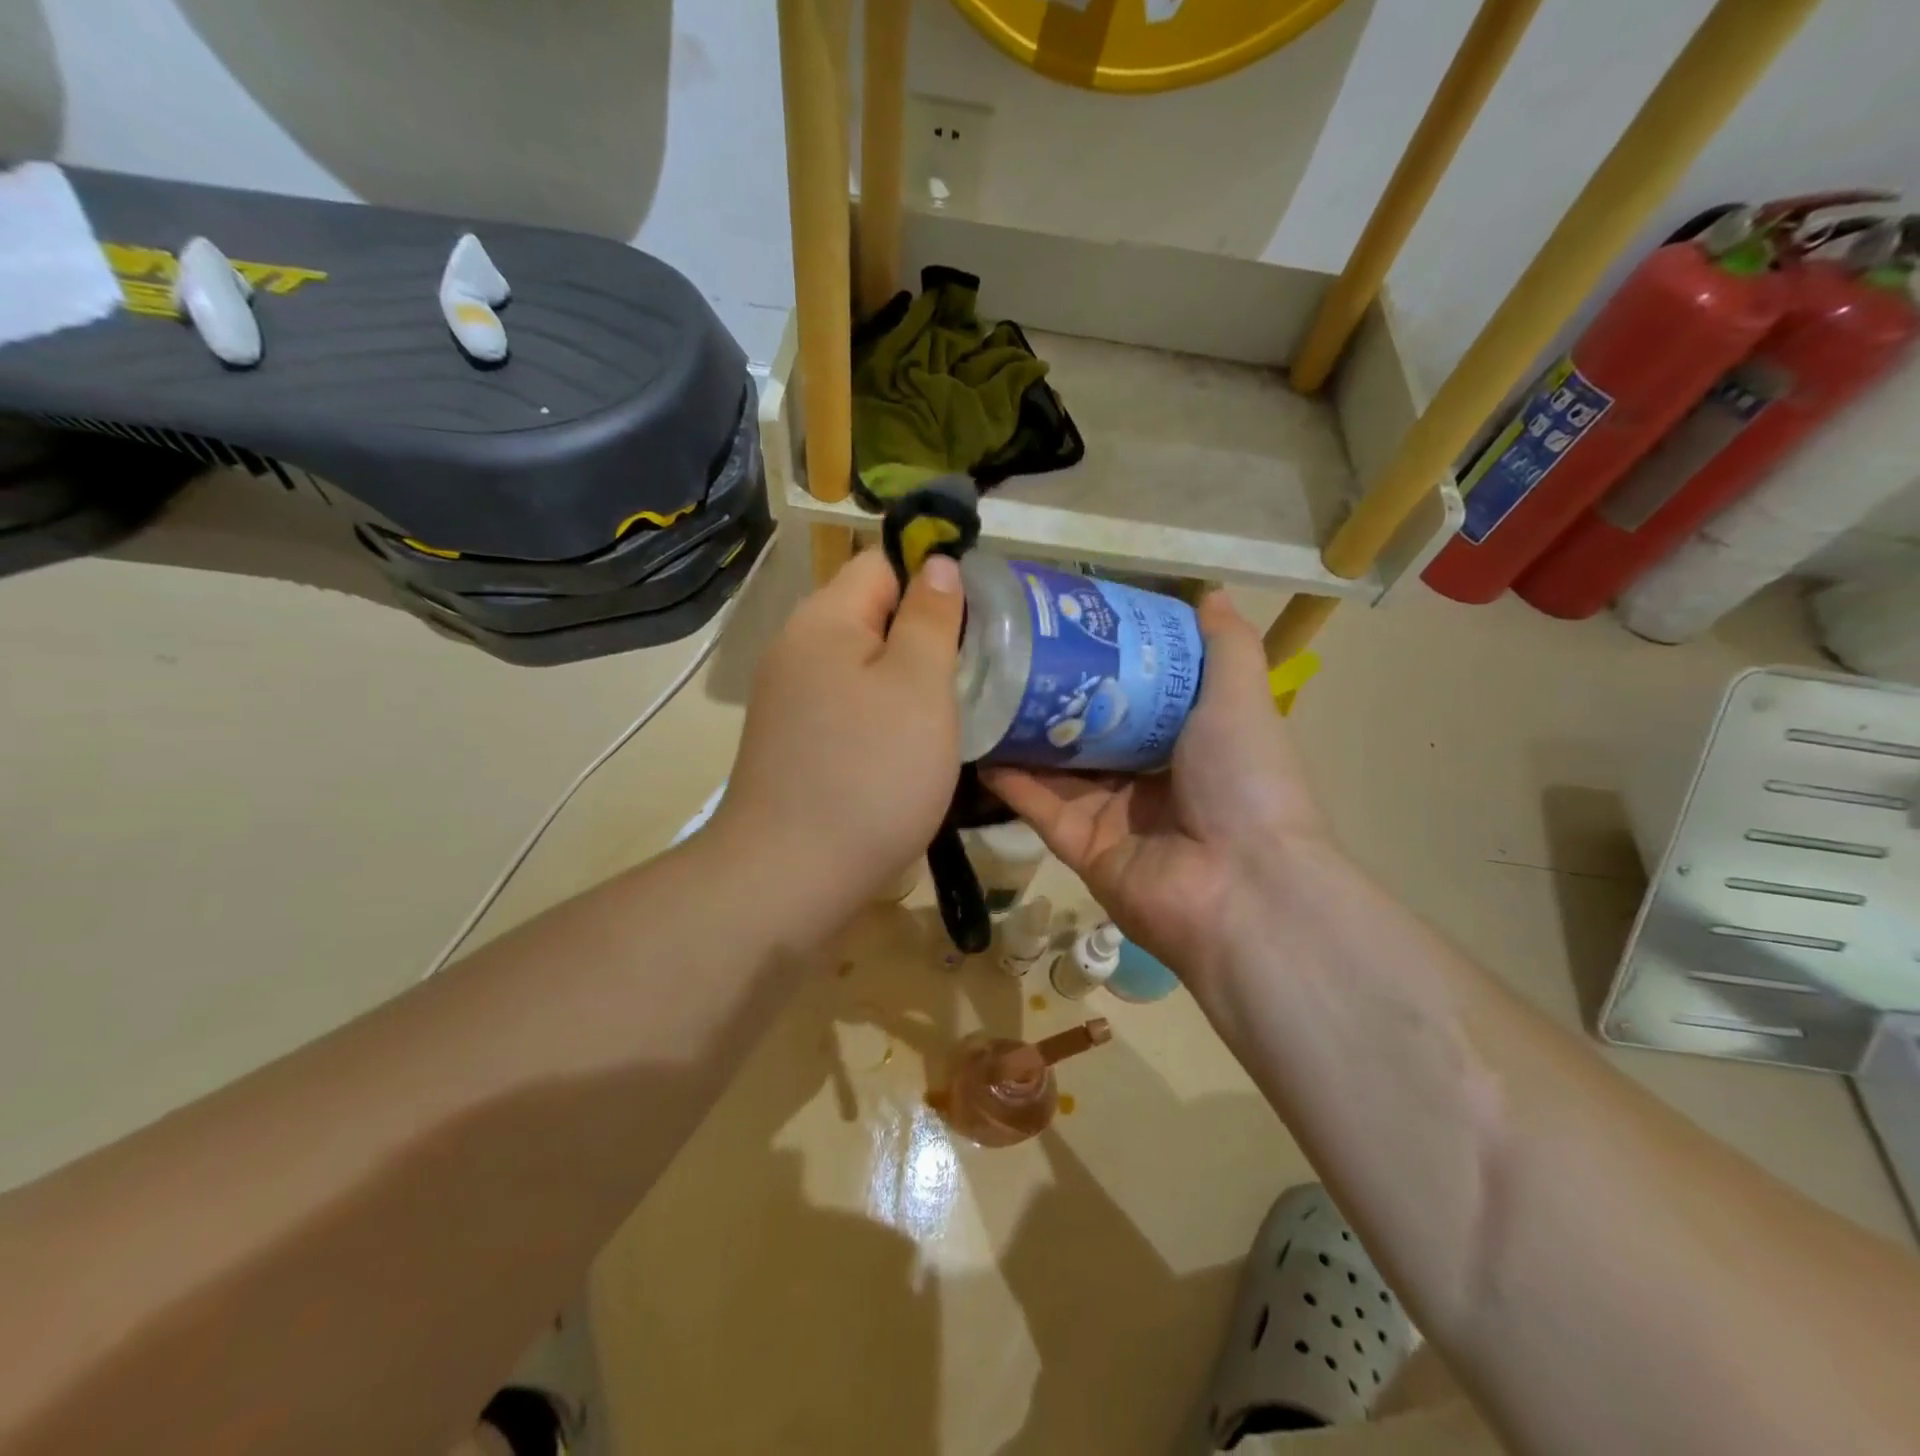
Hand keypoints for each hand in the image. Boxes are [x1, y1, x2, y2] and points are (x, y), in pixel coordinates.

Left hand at [711, 547, 963, 919]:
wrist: (791, 876)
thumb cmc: (870, 774)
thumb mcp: (919, 685)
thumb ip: (931, 617)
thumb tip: (937, 562)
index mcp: (824, 618)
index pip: (883, 563)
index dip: (934, 578)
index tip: (981, 619)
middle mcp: (798, 648)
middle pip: (873, 614)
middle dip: (926, 633)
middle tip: (977, 669)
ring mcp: (791, 699)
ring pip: (864, 665)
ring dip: (908, 680)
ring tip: (954, 708)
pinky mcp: (795, 741)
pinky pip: (850, 706)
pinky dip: (884, 715)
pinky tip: (912, 746)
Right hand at [983, 592, 1327, 985]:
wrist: (1241, 885)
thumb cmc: (1244, 779)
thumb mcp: (1240, 697)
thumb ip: (1226, 645)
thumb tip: (1213, 590)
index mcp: (1190, 744)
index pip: (1139, 697)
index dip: (1106, 663)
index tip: (1068, 626)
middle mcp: (1149, 780)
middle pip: (1092, 732)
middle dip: (1056, 696)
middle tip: (1011, 654)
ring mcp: (1113, 817)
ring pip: (1058, 768)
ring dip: (1024, 735)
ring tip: (984, 689)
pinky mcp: (1081, 849)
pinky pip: (1040, 807)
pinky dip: (1012, 780)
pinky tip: (979, 744)